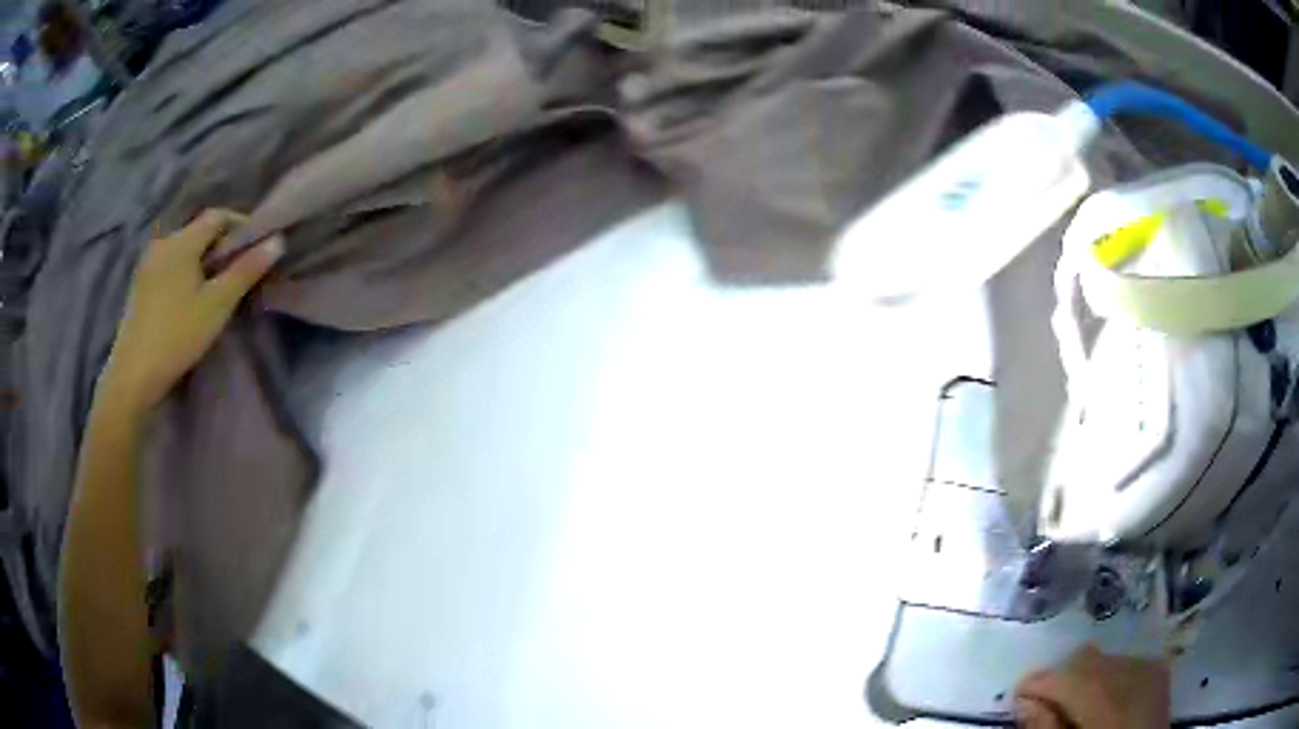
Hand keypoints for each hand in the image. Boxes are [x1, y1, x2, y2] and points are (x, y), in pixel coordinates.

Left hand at [101, 209, 283, 412]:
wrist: (134, 375)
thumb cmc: (177, 336)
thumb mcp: (217, 305)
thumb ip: (246, 271)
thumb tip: (277, 241)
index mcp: (182, 241)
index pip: (217, 216)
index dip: (240, 225)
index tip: (256, 246)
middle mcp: (162, 242)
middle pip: (198, 231)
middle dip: (220, 244)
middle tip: (237, 270)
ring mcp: (147, 263)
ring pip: (182, 249)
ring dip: (201, 259)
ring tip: (214, 286)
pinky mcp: (139, 284)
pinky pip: (168, 264)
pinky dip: (183, 271)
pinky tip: (188, 296)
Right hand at [1015, 645, 1169, 727]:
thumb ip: (1046, 728)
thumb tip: (1025, 698)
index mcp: (1109, 703)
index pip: (1067, 678)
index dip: (1038, 683)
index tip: (1017, 694)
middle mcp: (1134, 673)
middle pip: (1087, 659)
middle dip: (1062, 677)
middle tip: (1046, 704)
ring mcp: (1151, 667)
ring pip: (1105, 657)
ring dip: (1084, 676)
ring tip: (1075, 704)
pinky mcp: (1159, 670)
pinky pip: (1125, 661)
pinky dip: (1107, 676)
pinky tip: (1102, 699)